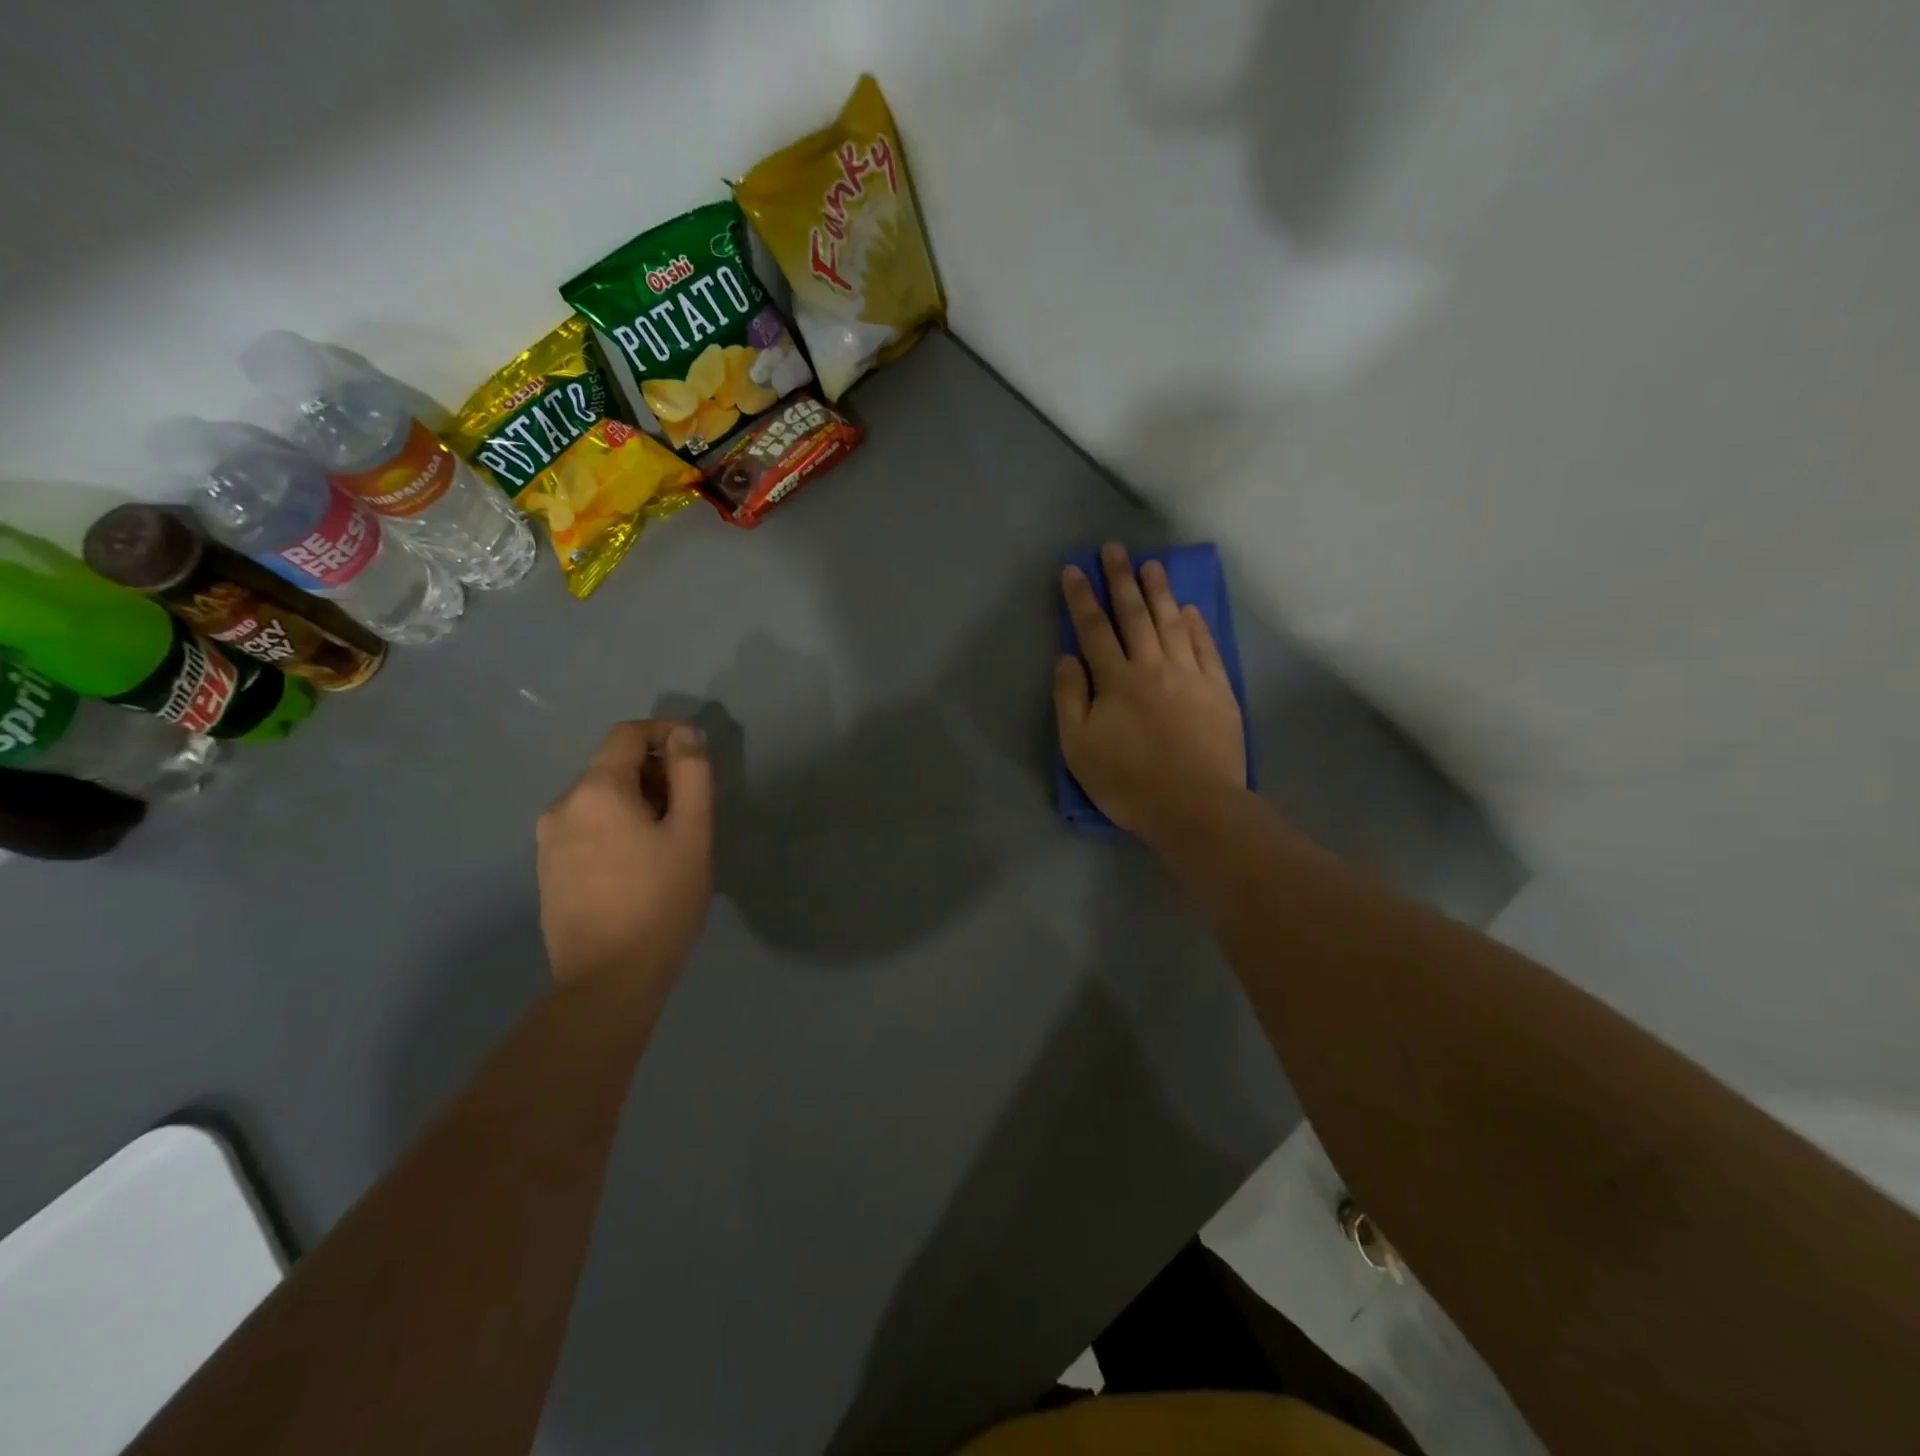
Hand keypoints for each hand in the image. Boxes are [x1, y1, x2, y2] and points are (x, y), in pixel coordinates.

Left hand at [536, 720, 714, 990]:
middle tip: (690, 813)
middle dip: (655, 776)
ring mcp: (548, 840)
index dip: (665, 733)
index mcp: (596, 790)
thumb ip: (692, 774)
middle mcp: (562, 806)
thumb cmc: (661, 901)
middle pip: (613, 767)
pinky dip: (616, 828)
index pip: (627, 734)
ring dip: (637, 804)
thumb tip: (684, 735)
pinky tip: (638, 867)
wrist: (607, 980)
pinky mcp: (547, 869)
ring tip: (668, 845)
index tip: (695, 756)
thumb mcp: (693, 832)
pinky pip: (586, 828)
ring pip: (600, 800)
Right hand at [1055, 543, 1247, 840]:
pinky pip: (1205, 646)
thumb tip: (1068, 657)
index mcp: (1116, 679)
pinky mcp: (1219, 690)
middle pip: (1134, 614)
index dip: (1081, 597)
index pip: (1094, 628)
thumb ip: (1070, 698)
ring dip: (1159, 592)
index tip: (1074, 568)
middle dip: (1121, 579)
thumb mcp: (1078, 747)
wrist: (1195, 807)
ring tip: (1152, 565)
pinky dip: (1196, 624)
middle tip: (1114, 549)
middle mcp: (1153, 666)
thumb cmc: (1128, 781)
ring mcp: (1190, 675)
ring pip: (1172, 622)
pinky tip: (1190, 609)